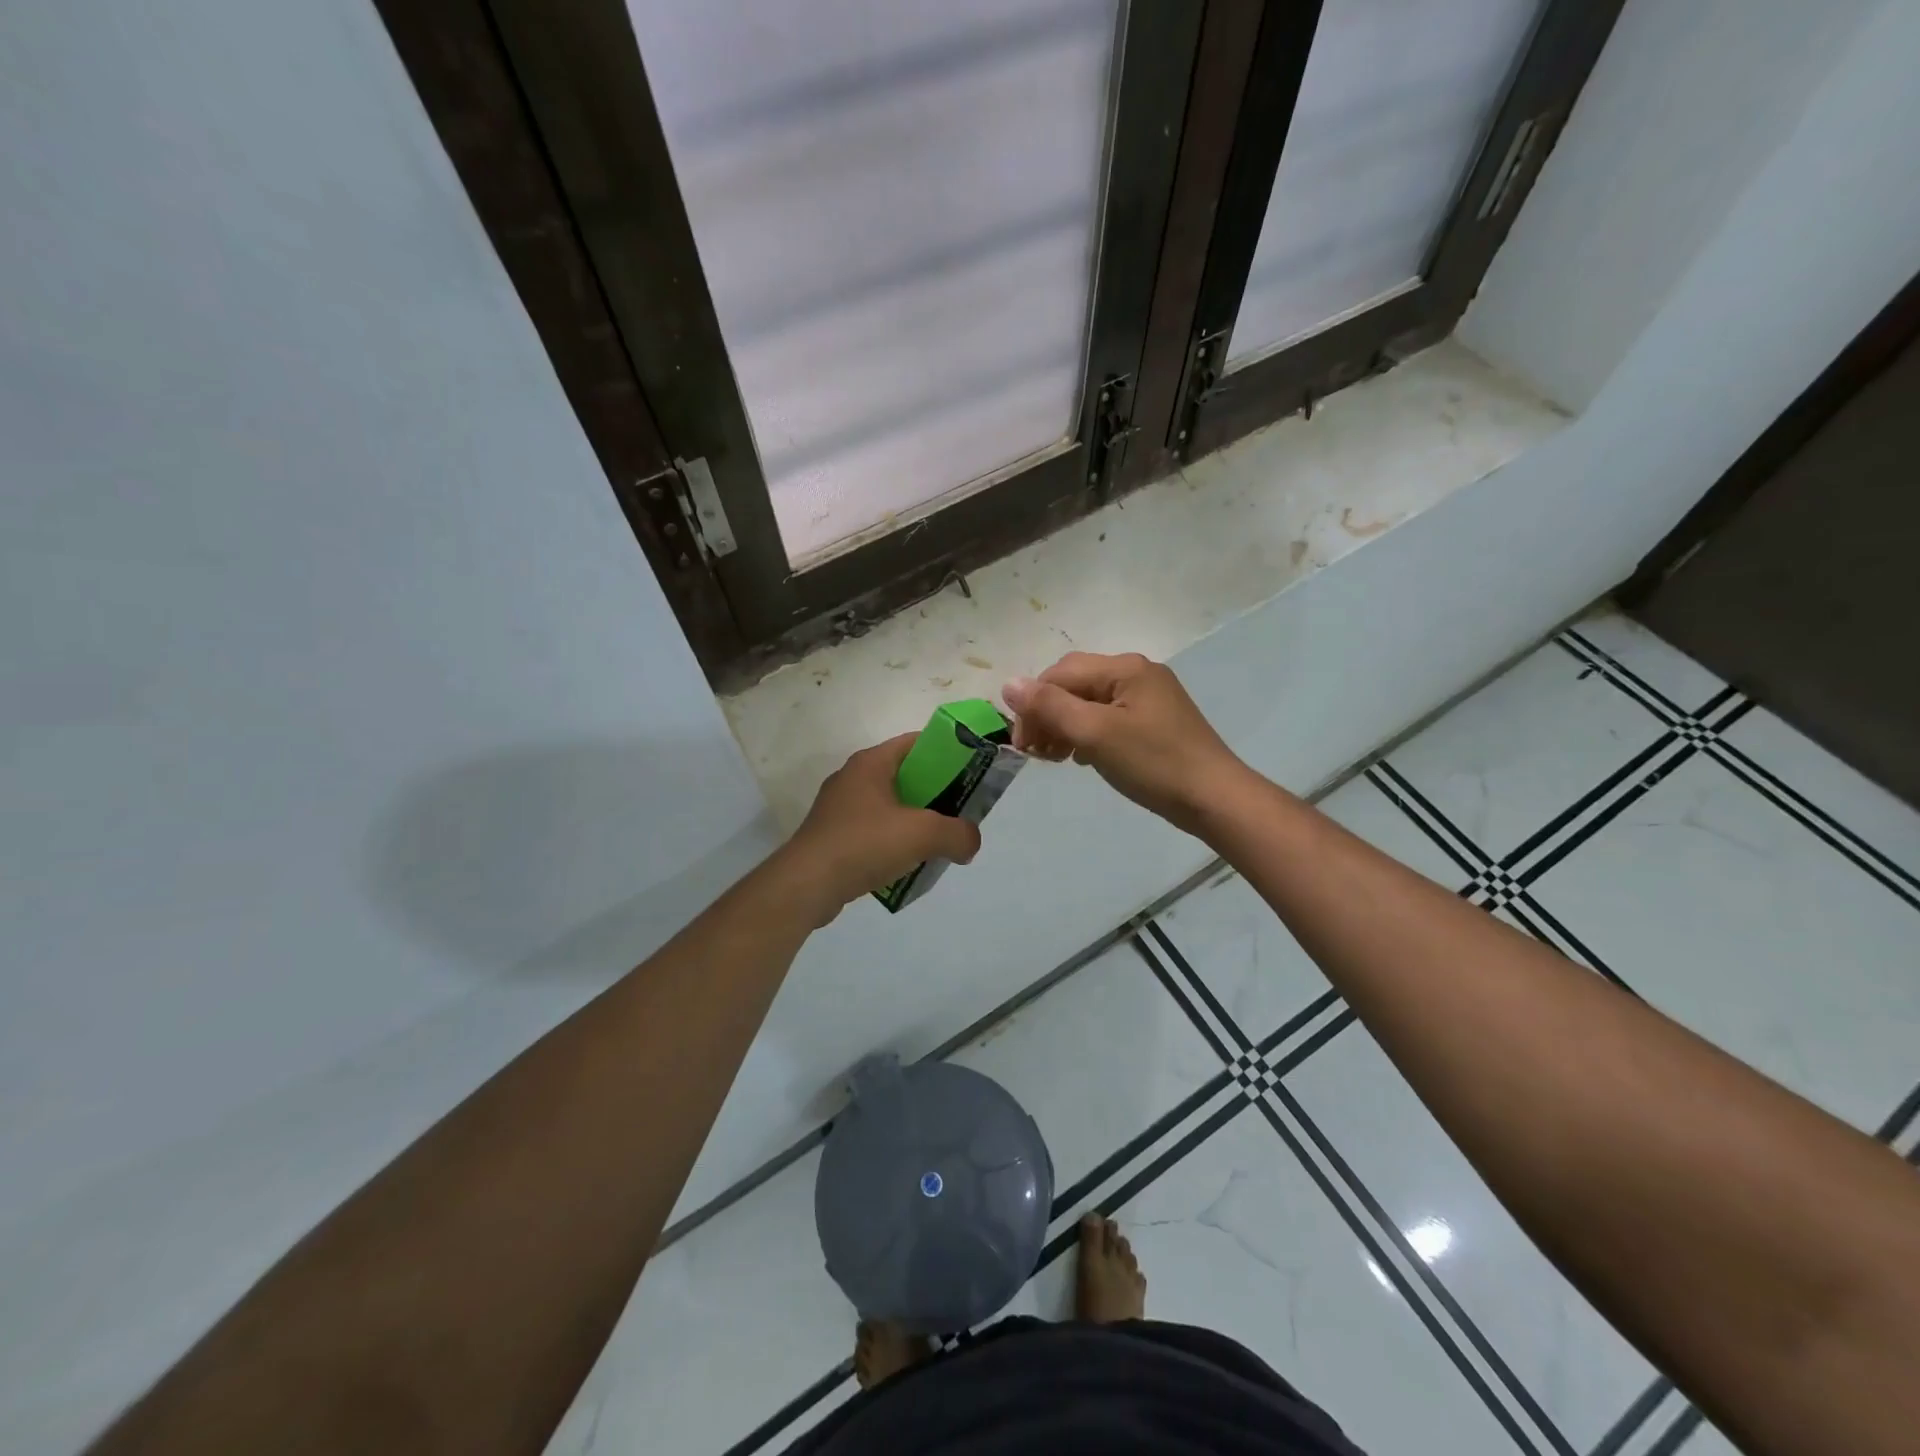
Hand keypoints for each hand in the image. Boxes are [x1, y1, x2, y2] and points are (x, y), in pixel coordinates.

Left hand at [777, 734, 982, 921]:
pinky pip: (873, 831)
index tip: (970, 771)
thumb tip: (969, 842)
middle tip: (960, 811)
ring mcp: (839, 808)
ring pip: (889, 806)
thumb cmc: (865, 844)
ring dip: (914, 820)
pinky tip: (907, 863)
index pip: (916, 743)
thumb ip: (958, 834)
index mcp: (871, 763)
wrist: (807, 884)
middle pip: (905, 775)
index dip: (946, 752)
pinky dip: (893, 841)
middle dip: (935, 792)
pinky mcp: (833, 836)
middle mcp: (853, 777)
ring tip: (938, 841)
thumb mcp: (923, 834)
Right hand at [1002, 653, 1248, 834]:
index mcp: (1124, 668)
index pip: (1060, 674)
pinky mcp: (1154, 722)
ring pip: (1089, 702)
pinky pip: (1108, 718)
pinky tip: (1083, 758)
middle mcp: (1137, 673)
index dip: (1033, 706)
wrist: (1214, 798)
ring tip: (1055, 758)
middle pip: (1074, 684)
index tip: (1023, 746)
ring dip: (1064, 726)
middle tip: (1036, 753)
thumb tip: (1009, 683)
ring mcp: (1148, 697)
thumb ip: (1050, 706)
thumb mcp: (1095, 733)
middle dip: (1048, 715)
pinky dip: (1087, 734)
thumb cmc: (1153, 763)